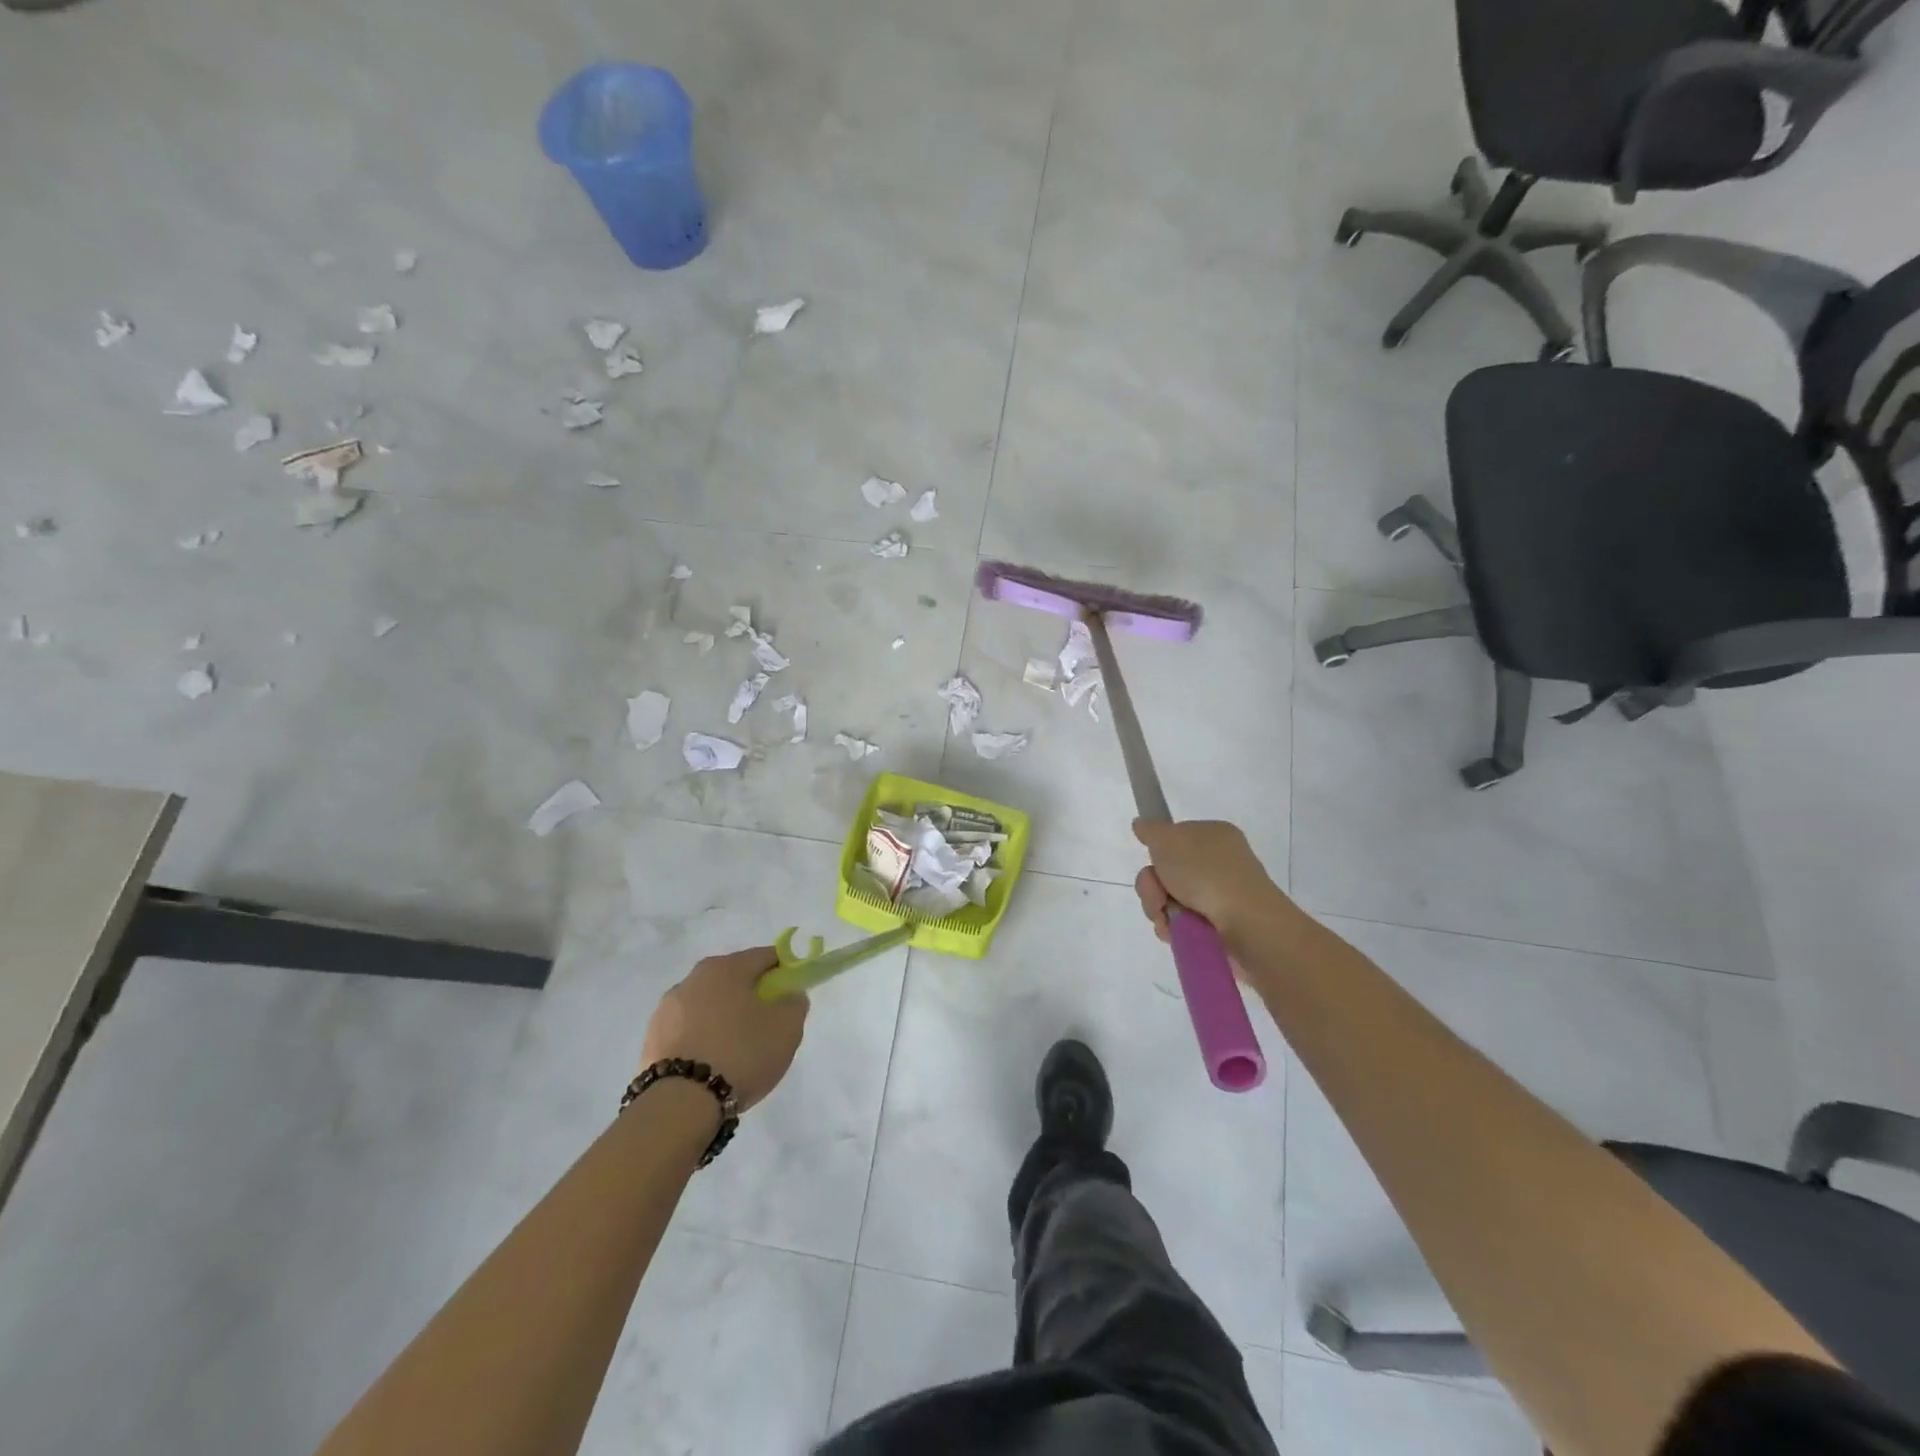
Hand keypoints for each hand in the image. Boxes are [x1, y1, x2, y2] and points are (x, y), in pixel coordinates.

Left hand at [641, 947, 807, 1111]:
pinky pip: (688, 1030)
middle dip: (752, 996)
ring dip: (724, 1018)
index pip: (765, 957)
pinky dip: (702, 1039)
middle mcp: (693, 978)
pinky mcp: (651, 1038)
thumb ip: (795, 1002)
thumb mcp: (787, 1028)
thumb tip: (788, 995)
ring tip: (736, 1053)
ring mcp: (667, 1008)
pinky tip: (711, 1065)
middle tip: (766, 1028)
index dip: (784, 973)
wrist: (679, 1105)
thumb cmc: (741, 1054)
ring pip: (708, 1005)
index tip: (790, 998)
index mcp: (726, 967)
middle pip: (734, 979)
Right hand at [1132, 819, 1281, 946]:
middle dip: (1152, 885)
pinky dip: (1172, 928)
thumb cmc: (1207, 872)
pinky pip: (1180, 924)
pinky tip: (1176, 932)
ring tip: (1169, 917)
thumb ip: (1151, 829)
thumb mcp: (1169, 839)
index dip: (1159, 851)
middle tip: (1158, 893)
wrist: (1245, 924)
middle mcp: (1218, 864)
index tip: (1154, 859)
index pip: (1176, 838)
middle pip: (1166, 872)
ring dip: (1158, 908)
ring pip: (1168, 900)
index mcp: (1214, 836)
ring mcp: (1218, 897)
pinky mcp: (1216, 927)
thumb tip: (1141, 824)